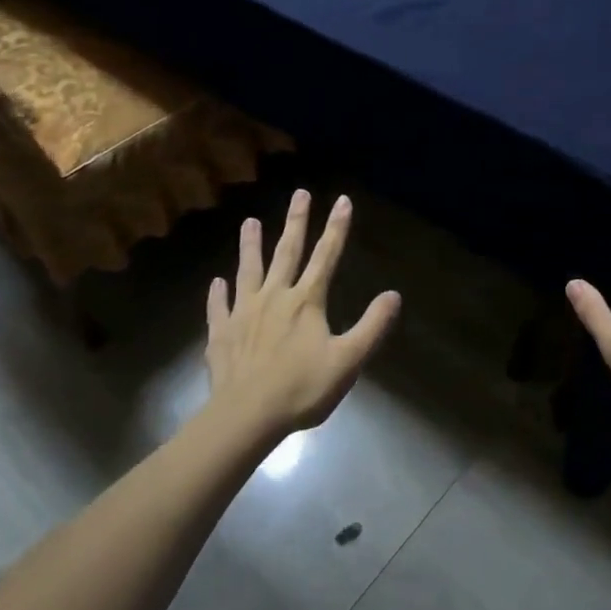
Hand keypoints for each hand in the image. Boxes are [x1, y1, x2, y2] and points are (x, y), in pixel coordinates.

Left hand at [205, 189, 400, 440]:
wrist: (247, 416)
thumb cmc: (302, 388)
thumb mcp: (348, 360)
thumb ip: (372, 327)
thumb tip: (394, 295)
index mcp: (306, 301)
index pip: (326, 256)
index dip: (336, 227)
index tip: (342, 200)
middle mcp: (274, 297)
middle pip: (287, 252)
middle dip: (296, 221)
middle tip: (299, 193)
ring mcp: (244, 313)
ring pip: (249, 270)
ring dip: (250, 246)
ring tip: (249, 222)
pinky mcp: (222, 333)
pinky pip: (219, 308)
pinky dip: (218, 294)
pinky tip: (217, 282)